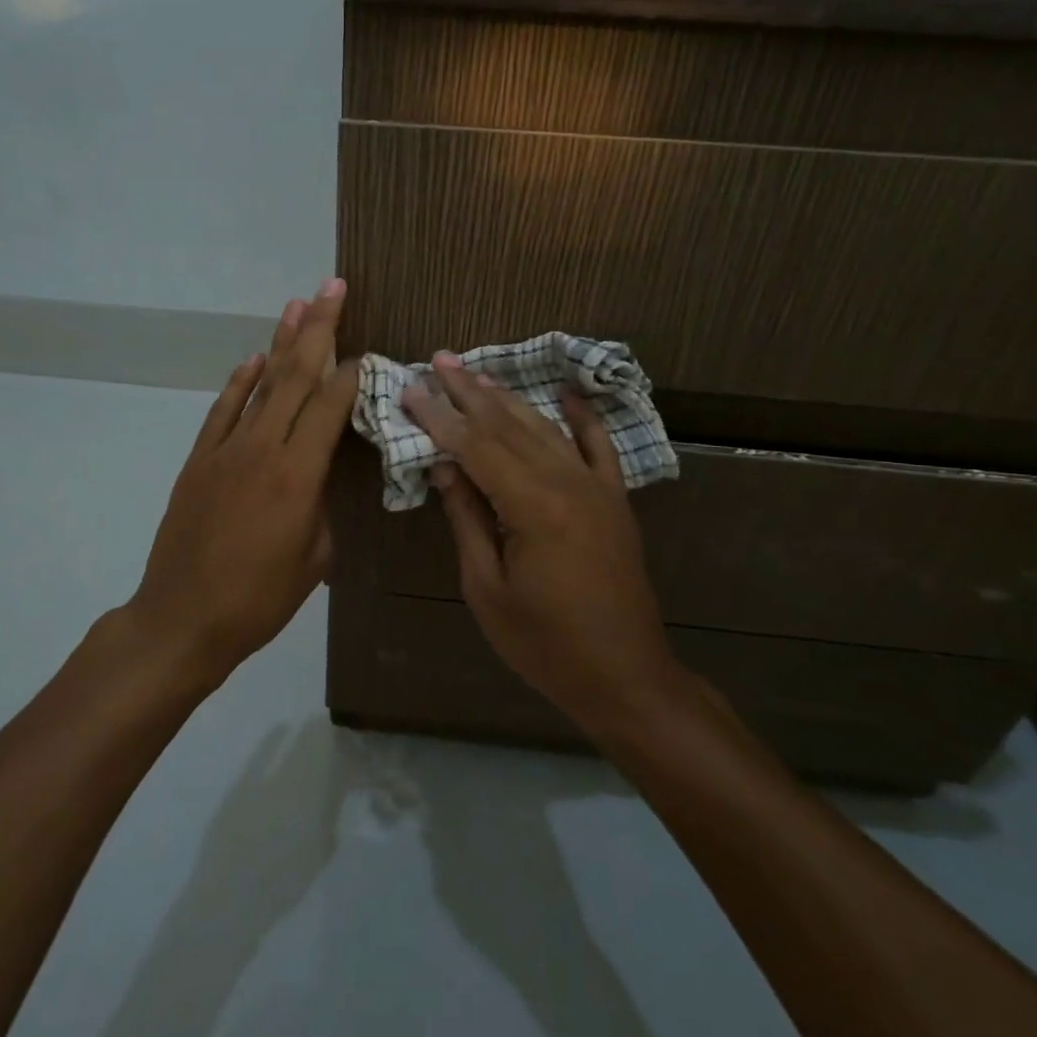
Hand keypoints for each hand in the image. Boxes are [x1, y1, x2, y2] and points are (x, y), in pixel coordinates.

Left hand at [125, 280, 358, 682]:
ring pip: (259, 384)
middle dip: (318, 328)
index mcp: (297, 476)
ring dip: (280, 342)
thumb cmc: (259, 599)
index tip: (368, 350)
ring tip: (298, 304)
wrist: (183, 619)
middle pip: (294, 377)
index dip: (350, 374)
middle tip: (334, 288)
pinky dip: (239, 381)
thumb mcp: (314, 559)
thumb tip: (319, 476)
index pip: (329, 406)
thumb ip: (322, 506)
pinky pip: (223, 410)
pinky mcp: (199, 460)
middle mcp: (262, 449)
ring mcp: (225, 450)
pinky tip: (253, 358)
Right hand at [403, 353, 675, 728]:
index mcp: (532, 507)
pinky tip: (567, 393)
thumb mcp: (487, 588)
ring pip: (546, 429)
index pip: (475, 447)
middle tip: (441, 360)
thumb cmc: (544, 644)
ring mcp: (597, 488)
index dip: (439, 417)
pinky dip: (583, 418)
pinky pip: (599, 447)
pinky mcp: (616, 500)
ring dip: (510, 399)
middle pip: (509, 427)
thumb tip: (444, 467)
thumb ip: (467, 519)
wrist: (624, 676)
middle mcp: (567, 483)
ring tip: (478, 374)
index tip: (412, 389)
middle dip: (470, 393)